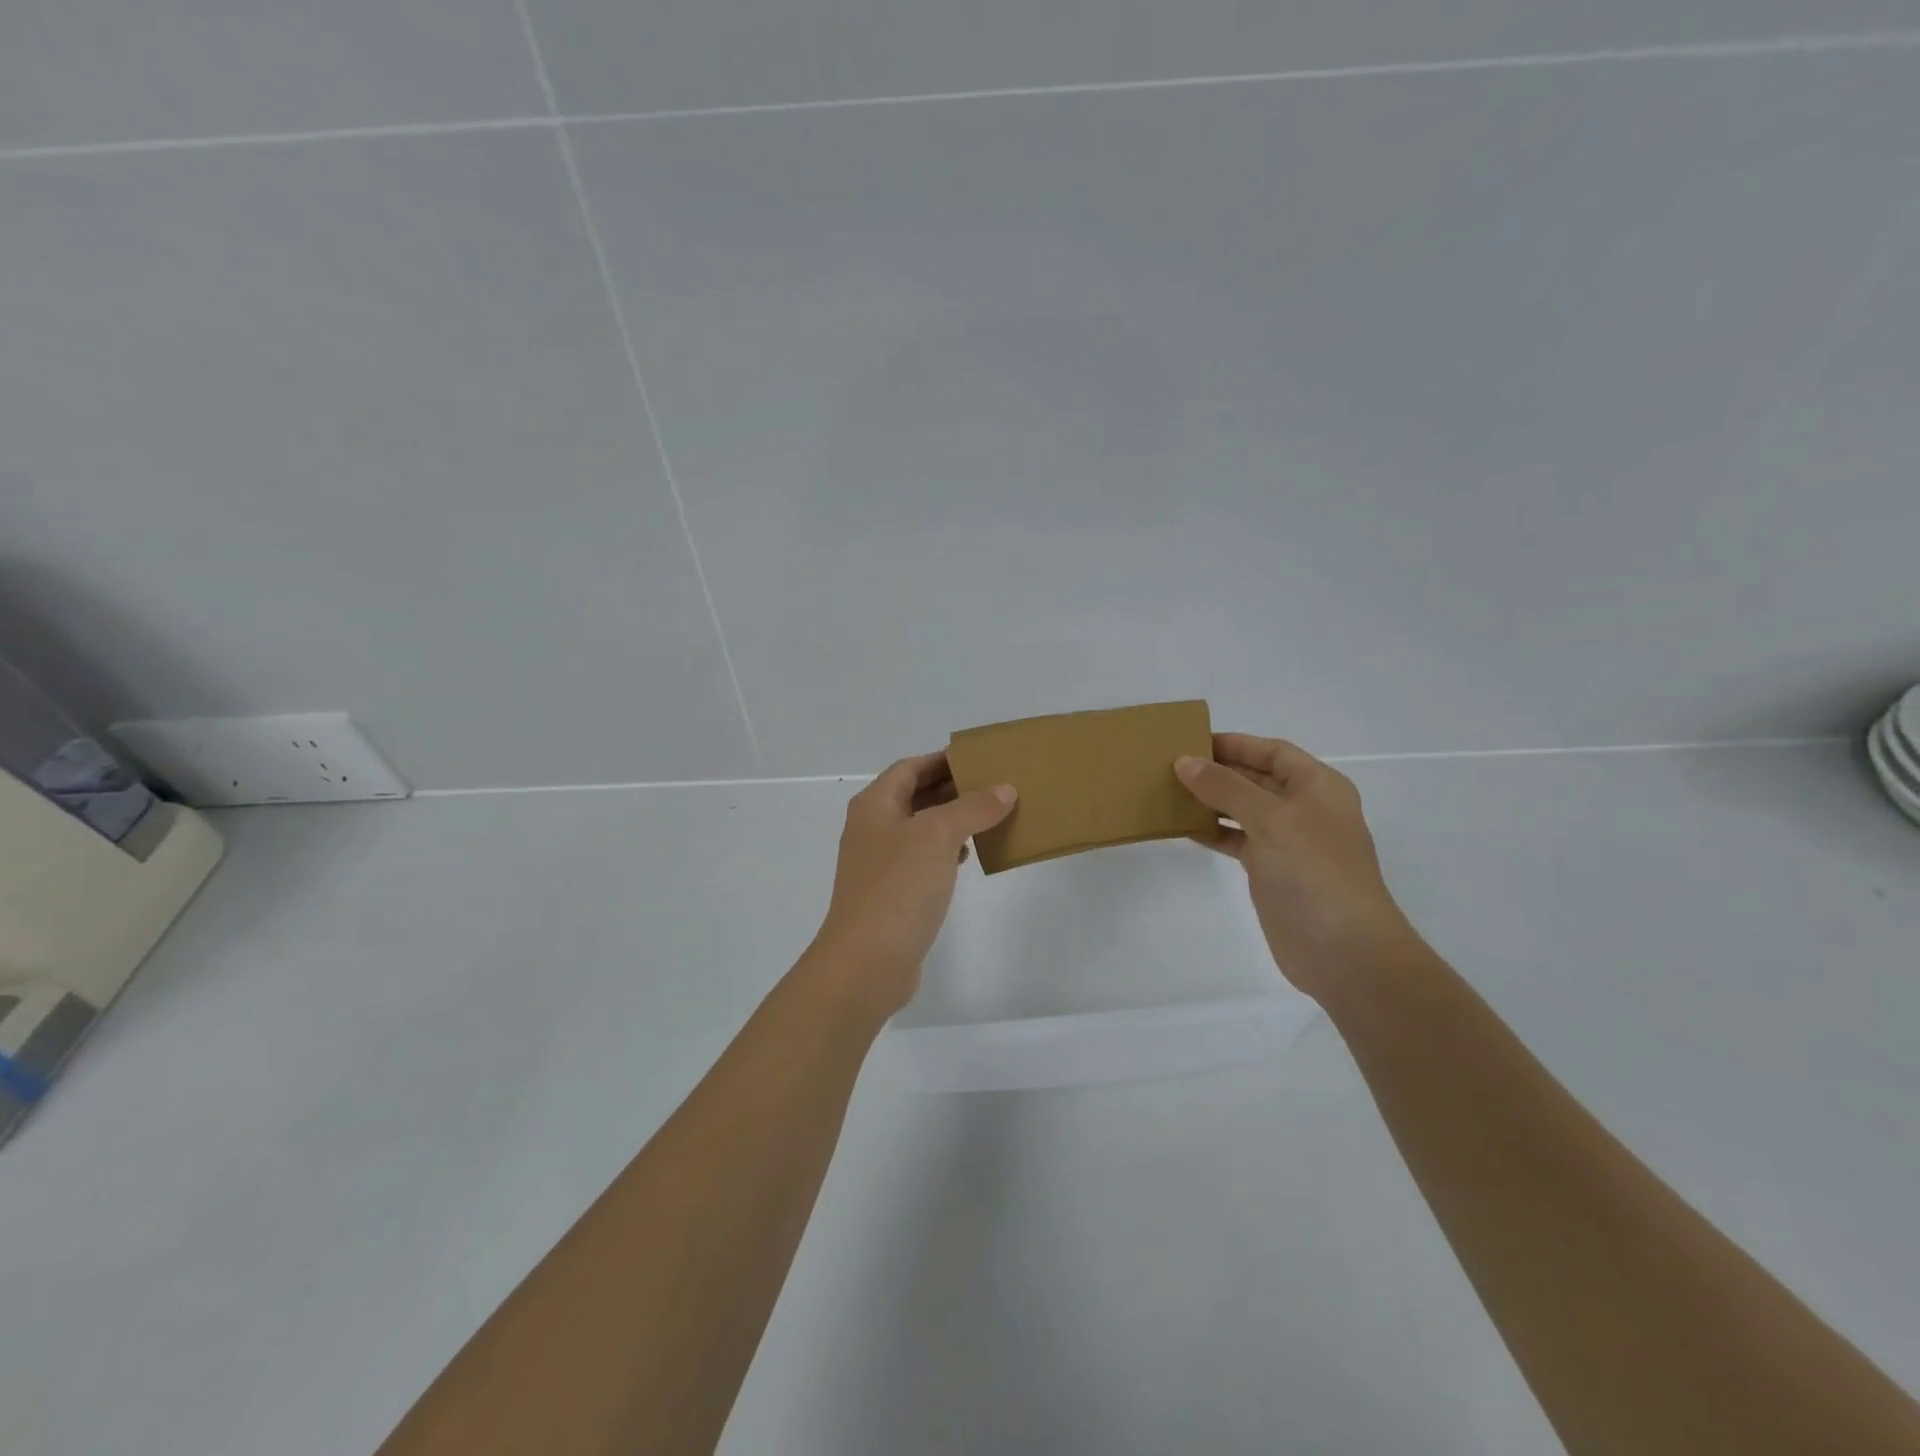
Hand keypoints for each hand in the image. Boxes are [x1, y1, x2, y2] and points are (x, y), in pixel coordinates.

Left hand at [807, 752, 1016, 1016]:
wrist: (866, 962)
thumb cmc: (898, 888)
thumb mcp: (938, 836)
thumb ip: (972, 808)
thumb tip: (1004, 789)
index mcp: (875, 805)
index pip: (911, 767)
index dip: (943, 759)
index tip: (981, 759)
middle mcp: (873, 828)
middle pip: (915, 795)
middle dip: (953, 788)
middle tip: (996, 785)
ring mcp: (880, 863)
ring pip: (921, 828)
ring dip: (953, 819)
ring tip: (991, 815)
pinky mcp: (892, 893)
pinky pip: (922, 859)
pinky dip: (946, 850)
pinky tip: (969, 855)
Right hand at [1176, 734, 1412, 1000]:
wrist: (1343, 950)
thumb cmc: (1314, 872)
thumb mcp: (1271, 819)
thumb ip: (1226, 788)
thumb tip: (1185, 762)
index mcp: (1318, 787)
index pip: (1272, 752)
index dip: (1235, 744)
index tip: (1191, 741)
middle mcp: (1304, 808)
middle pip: (1256, 778)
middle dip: (1218, 771)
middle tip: (1170, 766)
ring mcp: (1288, 841)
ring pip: (1243, 809)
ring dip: (1211, 801)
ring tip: (1169, 793)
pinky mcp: (1272, 870)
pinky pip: (1237, 839)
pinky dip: (1213, 831)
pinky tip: (1184, 828)